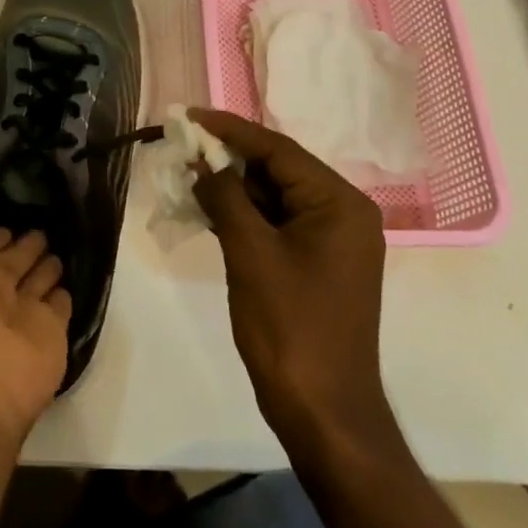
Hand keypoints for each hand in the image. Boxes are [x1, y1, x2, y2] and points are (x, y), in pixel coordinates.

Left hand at [0, 134, 72, 445]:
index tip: (10, 193)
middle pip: (7, 257)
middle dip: (21, 238)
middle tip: (44, 212)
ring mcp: (17, 315)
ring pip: (34, 280)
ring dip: (45, 262)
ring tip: (62, 235)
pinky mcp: (49, 336)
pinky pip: (58, 307)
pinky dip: (64, 293)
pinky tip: (74, 275)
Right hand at [189, 109, 397, 455]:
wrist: (323, 411)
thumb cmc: (289, 327)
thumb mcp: (250, 254)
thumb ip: (226, 198)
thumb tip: (205, 164)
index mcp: (339, 204)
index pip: (278, 150)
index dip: (231, 130)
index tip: (191, 116)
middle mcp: (343, 214)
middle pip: (279, 171)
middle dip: (230, 159)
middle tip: (184, 148)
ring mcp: (332, 242)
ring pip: (275, 198)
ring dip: (234, 188)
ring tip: (189, 175)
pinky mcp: (317, 264)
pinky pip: (277, 224)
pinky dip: (244, 216)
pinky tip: (209, 209)